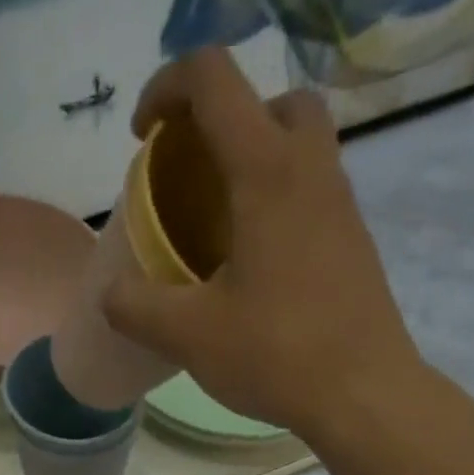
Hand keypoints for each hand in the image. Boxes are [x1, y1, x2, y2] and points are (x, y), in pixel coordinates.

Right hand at [102, 47, 431, 446]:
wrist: (362, 394)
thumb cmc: (277, 355)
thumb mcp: (190, 337)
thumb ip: (137, 308)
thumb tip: (110, 294)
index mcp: (266, 171)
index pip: (213, 80)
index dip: (166, 89)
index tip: (142, 139)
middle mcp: (311, 170)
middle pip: (270, 102)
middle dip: (223, 122)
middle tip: (195, 177)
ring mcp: (341, 206)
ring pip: (299, 148)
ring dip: (255, 164)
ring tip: (219, 227)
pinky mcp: (354, 244)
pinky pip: (312, 195)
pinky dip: (278, 205)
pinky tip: (254, 269)